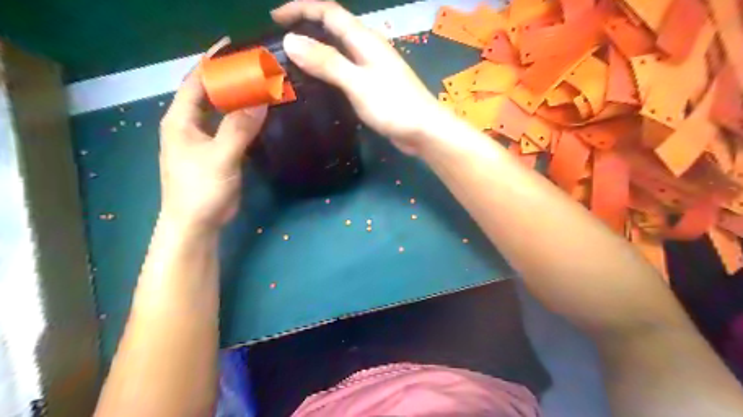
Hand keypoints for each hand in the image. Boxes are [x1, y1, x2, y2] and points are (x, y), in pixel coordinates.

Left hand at [158, 67, 268, 232]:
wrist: (195, 224)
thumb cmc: (201, 188)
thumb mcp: (221, 156)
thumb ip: (240, 127)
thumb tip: (262, 98)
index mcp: (180, 120)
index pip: (195, 81)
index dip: (212, 62)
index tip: (234, 46)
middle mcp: (188, 125)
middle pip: (207, 93)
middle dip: (227, 78)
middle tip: (255, 67)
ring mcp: (201, 140)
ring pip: (218, 111)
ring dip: (236, 99)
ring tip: (259, 87)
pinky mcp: (214, 153)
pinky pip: (228, 128)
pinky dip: (241, 118)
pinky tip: (257, 116)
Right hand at [270, 0, 449, 155]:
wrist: (424, 130)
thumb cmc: (394, 106)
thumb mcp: (357, 83)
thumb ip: (327, 62)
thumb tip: (291, 40)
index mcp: (365, 40)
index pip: (329, 12)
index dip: (301, 8)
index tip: (275, 18)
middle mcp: (368, 48)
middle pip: (334, 27)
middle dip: (307, 26)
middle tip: (281, 41)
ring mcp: (372, 67)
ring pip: (339, 49)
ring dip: (317, 49)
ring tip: (294, 61)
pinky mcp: (374, 85)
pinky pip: (346, 69)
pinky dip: (329, 70)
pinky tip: (320, 83)